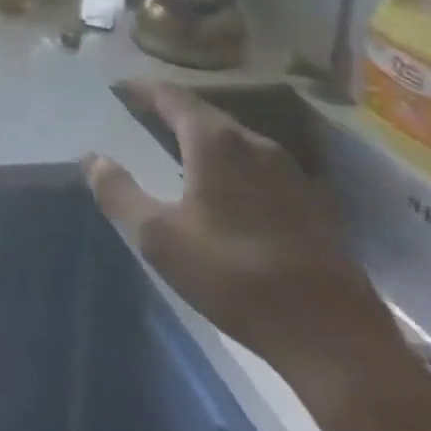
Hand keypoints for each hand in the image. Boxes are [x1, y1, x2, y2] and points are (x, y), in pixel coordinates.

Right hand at [84, 81, 403, 379]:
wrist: (337, 343)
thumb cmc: (235, 278)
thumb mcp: (158, 238)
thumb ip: (118, 192)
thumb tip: (92, 157)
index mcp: (216, 142)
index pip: (171, 95)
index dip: (141, 88)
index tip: (118, 88)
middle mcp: (256, 144)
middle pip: (205, 113)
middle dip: (170, 110)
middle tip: (140, 115)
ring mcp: (292, 174)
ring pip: (235, 140)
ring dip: (202, 137)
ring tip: (175, 149)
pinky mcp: (314, 206)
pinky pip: (259, 167)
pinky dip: (230, 163)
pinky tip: (224, 190)